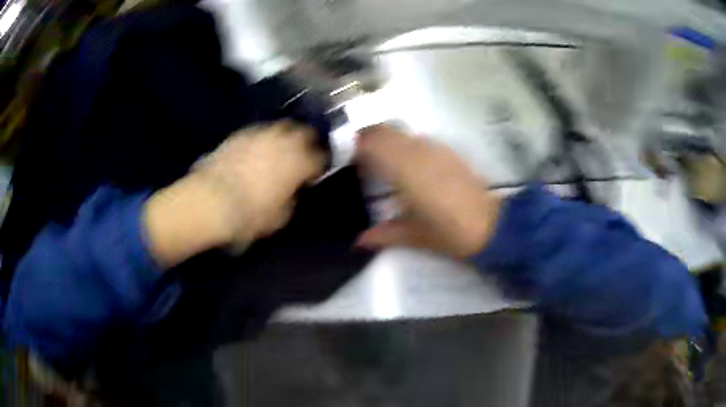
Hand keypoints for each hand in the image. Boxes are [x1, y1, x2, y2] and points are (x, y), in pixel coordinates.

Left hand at [144, 120, 325, 266]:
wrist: (209, 201)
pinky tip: (256, 150)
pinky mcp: (239, 134)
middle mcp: (283, 141)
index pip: (319, 158)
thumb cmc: (249, 215)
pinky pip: (259, 131)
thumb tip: (290, 191)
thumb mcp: (279, 217)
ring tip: (279, 150)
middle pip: (304, 132)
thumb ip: (291, 199)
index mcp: (299, 162)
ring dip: (284, 137)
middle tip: (301, 155)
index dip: (319, 166)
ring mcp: (260, 134)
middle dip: (306, 142)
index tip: (313, 175)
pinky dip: (262, 139)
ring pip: (281, 127)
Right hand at [355, 125, 501, 257]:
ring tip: (381, 159)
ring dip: (387, 139)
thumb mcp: (414, 237)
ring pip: (403, 131)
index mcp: (406, 171)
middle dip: (368, 138)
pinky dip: (406, 144)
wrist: (493, 226)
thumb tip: (358, 242)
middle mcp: (419, 152)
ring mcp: (437, 149)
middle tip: (358, 156)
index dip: (356, 145)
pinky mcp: (450, 151)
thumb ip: (383, 235)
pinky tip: (409, 163)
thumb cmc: (451, 233)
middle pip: (385, 130)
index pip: (373, 143)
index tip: (346, 157)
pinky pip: (420, 139)